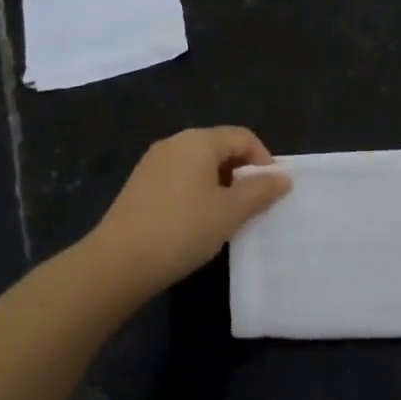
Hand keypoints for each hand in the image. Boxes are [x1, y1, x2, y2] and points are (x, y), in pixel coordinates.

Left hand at [88, 127, 291, 296]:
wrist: (118, 262)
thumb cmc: (182, 230)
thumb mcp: (230, 212)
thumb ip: (260, 191)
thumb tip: (282, 178)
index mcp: (198, 141)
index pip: (242, 137)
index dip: (263, 159)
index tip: (272, 189)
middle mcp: (174, 142)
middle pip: (219, 146)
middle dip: (241, 171)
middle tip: (252, 203)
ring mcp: (153, 162)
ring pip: (198, 162)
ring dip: (219, 182)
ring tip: (226, 214)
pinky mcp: (140, 184)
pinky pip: (179, 176)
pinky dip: (196, 190)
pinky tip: (196, 220)